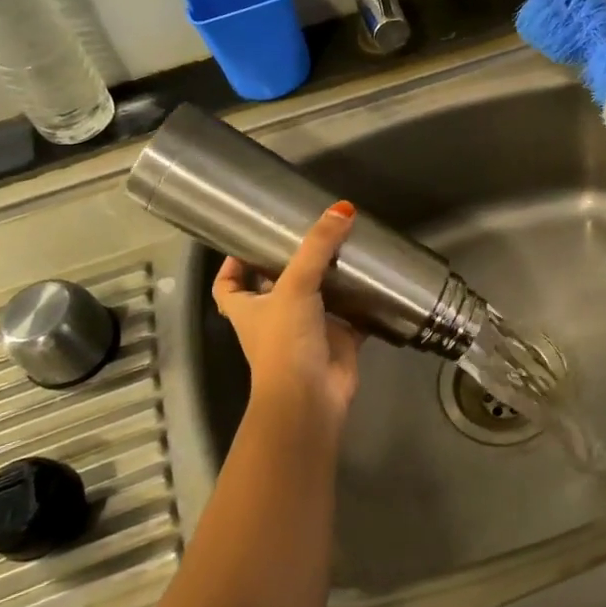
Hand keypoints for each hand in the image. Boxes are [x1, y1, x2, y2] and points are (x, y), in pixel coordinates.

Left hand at [212, 201, 366, 427]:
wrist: (310, 398)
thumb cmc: (285, 341)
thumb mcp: (294, 285)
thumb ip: (317, 246)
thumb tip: (342, 208)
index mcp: (249, 309)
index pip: (228, 284)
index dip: (233, 264)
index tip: (249, 241)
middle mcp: (274, 319)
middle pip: (278, 286)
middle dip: (294, 263)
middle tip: (315, 233)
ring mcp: (308, 331)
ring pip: (318, 299)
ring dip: (331, 279)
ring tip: (349, 247)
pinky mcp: (338, 341)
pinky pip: (353, 316)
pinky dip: (363, 303)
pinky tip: (377, 282)